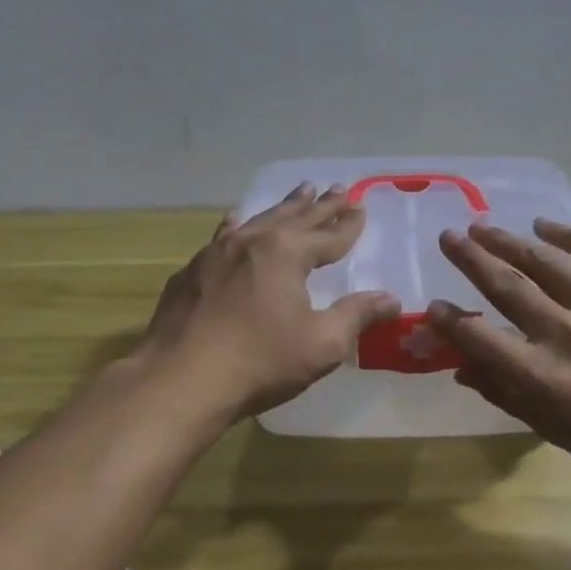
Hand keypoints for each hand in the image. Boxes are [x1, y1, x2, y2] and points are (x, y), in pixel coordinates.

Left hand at [135, 183, 401, 419]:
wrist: (179, 380)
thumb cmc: (259, 362)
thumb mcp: (321, 344)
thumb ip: (357, 316)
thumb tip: (391, 299)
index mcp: (287, 253)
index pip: (328, 236)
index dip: (348, 225)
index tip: (362, 207)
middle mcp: (252, 241)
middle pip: (296, 217)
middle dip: (321, 205)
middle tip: (338, 188)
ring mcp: (216, 252)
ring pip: (259, 219)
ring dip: (284, 207)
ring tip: (301, 191)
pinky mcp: (192, 271)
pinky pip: (224, 236)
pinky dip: (240, 225)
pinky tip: (236, 221)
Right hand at [428, 220, 570, 484]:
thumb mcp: (554, 431)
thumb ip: (505, 394)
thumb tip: (460, 366)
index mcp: (547, 379)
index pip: (484, 340)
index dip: (452, 322)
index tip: (433, 307)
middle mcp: (569, 336)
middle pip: (509, 287)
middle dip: (472, 260)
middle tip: (447, 238)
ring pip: (545, 261)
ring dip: (508, 240)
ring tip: (481, 226)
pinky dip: (568, 232)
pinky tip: (544, 224)